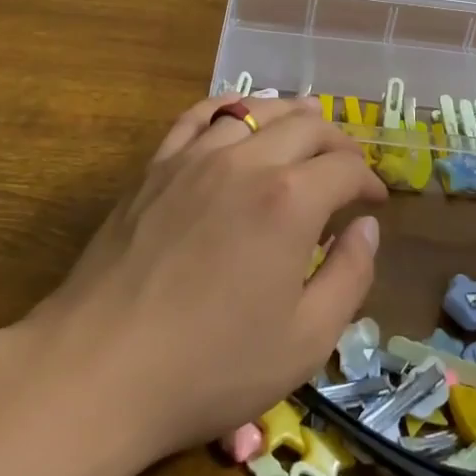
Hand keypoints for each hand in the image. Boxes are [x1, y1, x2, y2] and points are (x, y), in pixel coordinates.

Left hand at [29, 96, 385, 460]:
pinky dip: (228, 107)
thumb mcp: (305, 341)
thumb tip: (366, 227)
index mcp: (290, 201)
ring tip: (304, 128)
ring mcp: (194, 157)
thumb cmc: (211, 366)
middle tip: (347, 167)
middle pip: (306, 126)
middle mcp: (246, 162)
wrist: (100, 369)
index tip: (376, 202)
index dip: (369, 181)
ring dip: (289, 115)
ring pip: (254, 110)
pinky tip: (237, 114)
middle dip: (337, 142)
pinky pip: (197, 116)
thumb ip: (349, 276)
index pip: (346, 168)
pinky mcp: (155, 167)